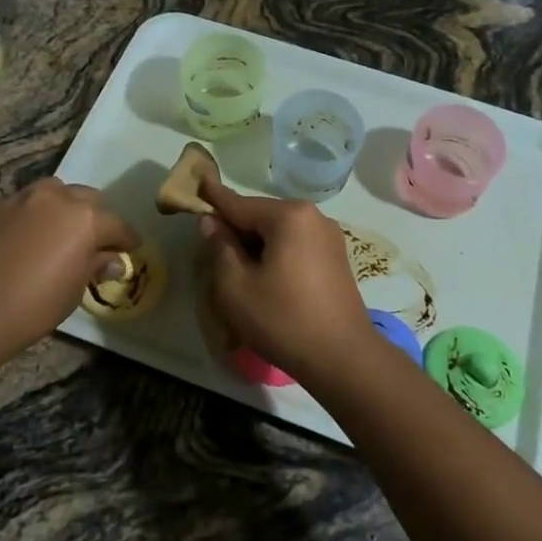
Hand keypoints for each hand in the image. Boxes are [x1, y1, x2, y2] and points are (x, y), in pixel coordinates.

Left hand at [0, 178, 138, 360]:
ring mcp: (20, 198)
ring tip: (56, 231)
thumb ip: (95, 265)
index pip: (117, 225)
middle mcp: (56, 197)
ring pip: (51, 192)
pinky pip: (19, 205)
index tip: (131, 248)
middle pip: (86, 198)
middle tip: (93, 240)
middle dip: (95, 216)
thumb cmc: (34, 306)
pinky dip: (27, 216)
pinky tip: (20, 240)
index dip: (127, 238)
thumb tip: (112, 260)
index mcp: (85, 218)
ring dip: (60, 207)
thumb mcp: (75, 290)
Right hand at [197, 173, 370, 378]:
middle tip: (212, 247)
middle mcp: (313, 216)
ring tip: (237, 268)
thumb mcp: (236, 287)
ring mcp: (329, 236)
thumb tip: (212, 222)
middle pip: (261, 216)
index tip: (198, 182)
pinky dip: (276, 252)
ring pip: (279, 231)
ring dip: (256, 243)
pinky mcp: (336, 257)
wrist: (343, 358)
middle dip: (236, 228)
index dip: (214, 198)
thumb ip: (220, 247)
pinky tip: (265, 276)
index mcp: (289, 216)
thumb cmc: (283, 320)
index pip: (240, 204)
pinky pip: (296, 244)